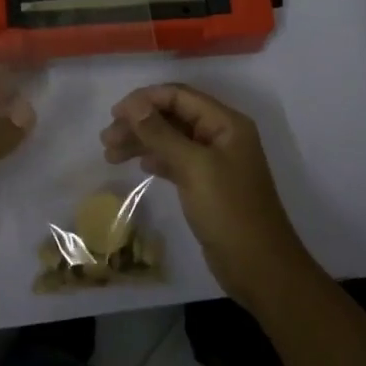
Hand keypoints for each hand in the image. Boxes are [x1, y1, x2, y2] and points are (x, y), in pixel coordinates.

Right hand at [101, 83, 315, 307]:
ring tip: (110, 154)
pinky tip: (139, 166)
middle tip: (106, 138)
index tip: (115, 113)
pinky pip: (176, 161)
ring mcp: (214, 161)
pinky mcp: (207, 184)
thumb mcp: (193, 167)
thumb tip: (132, 105)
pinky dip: (156, 160)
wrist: (260, 269)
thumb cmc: (229, 211)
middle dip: (139, 123)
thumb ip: (161, 133)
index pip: (179, 96)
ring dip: (142, 142)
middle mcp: (221, 135)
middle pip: (173, 116)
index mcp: (225, 123)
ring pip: (171, 139)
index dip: (145, 100)